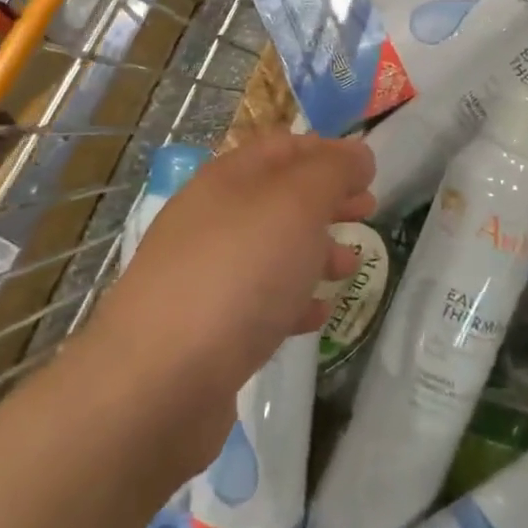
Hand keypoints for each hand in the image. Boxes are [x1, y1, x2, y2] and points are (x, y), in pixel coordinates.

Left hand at [86, 133, 373, 459]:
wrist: (159, 381)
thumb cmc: (238, 274)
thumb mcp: (295, 206)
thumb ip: (331, 172)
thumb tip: (357, 153)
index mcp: (227, 179)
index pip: (282, 147)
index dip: (326, 151)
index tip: (367, 170)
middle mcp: (211, 218)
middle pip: (277, 197)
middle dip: (325, 200)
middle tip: (367, 211)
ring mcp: (203, 274)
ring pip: (269, 249)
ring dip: (313, 250)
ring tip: (350, 266)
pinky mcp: (205, 328)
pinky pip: (257, 301)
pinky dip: (291, 299)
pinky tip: (317, 315)